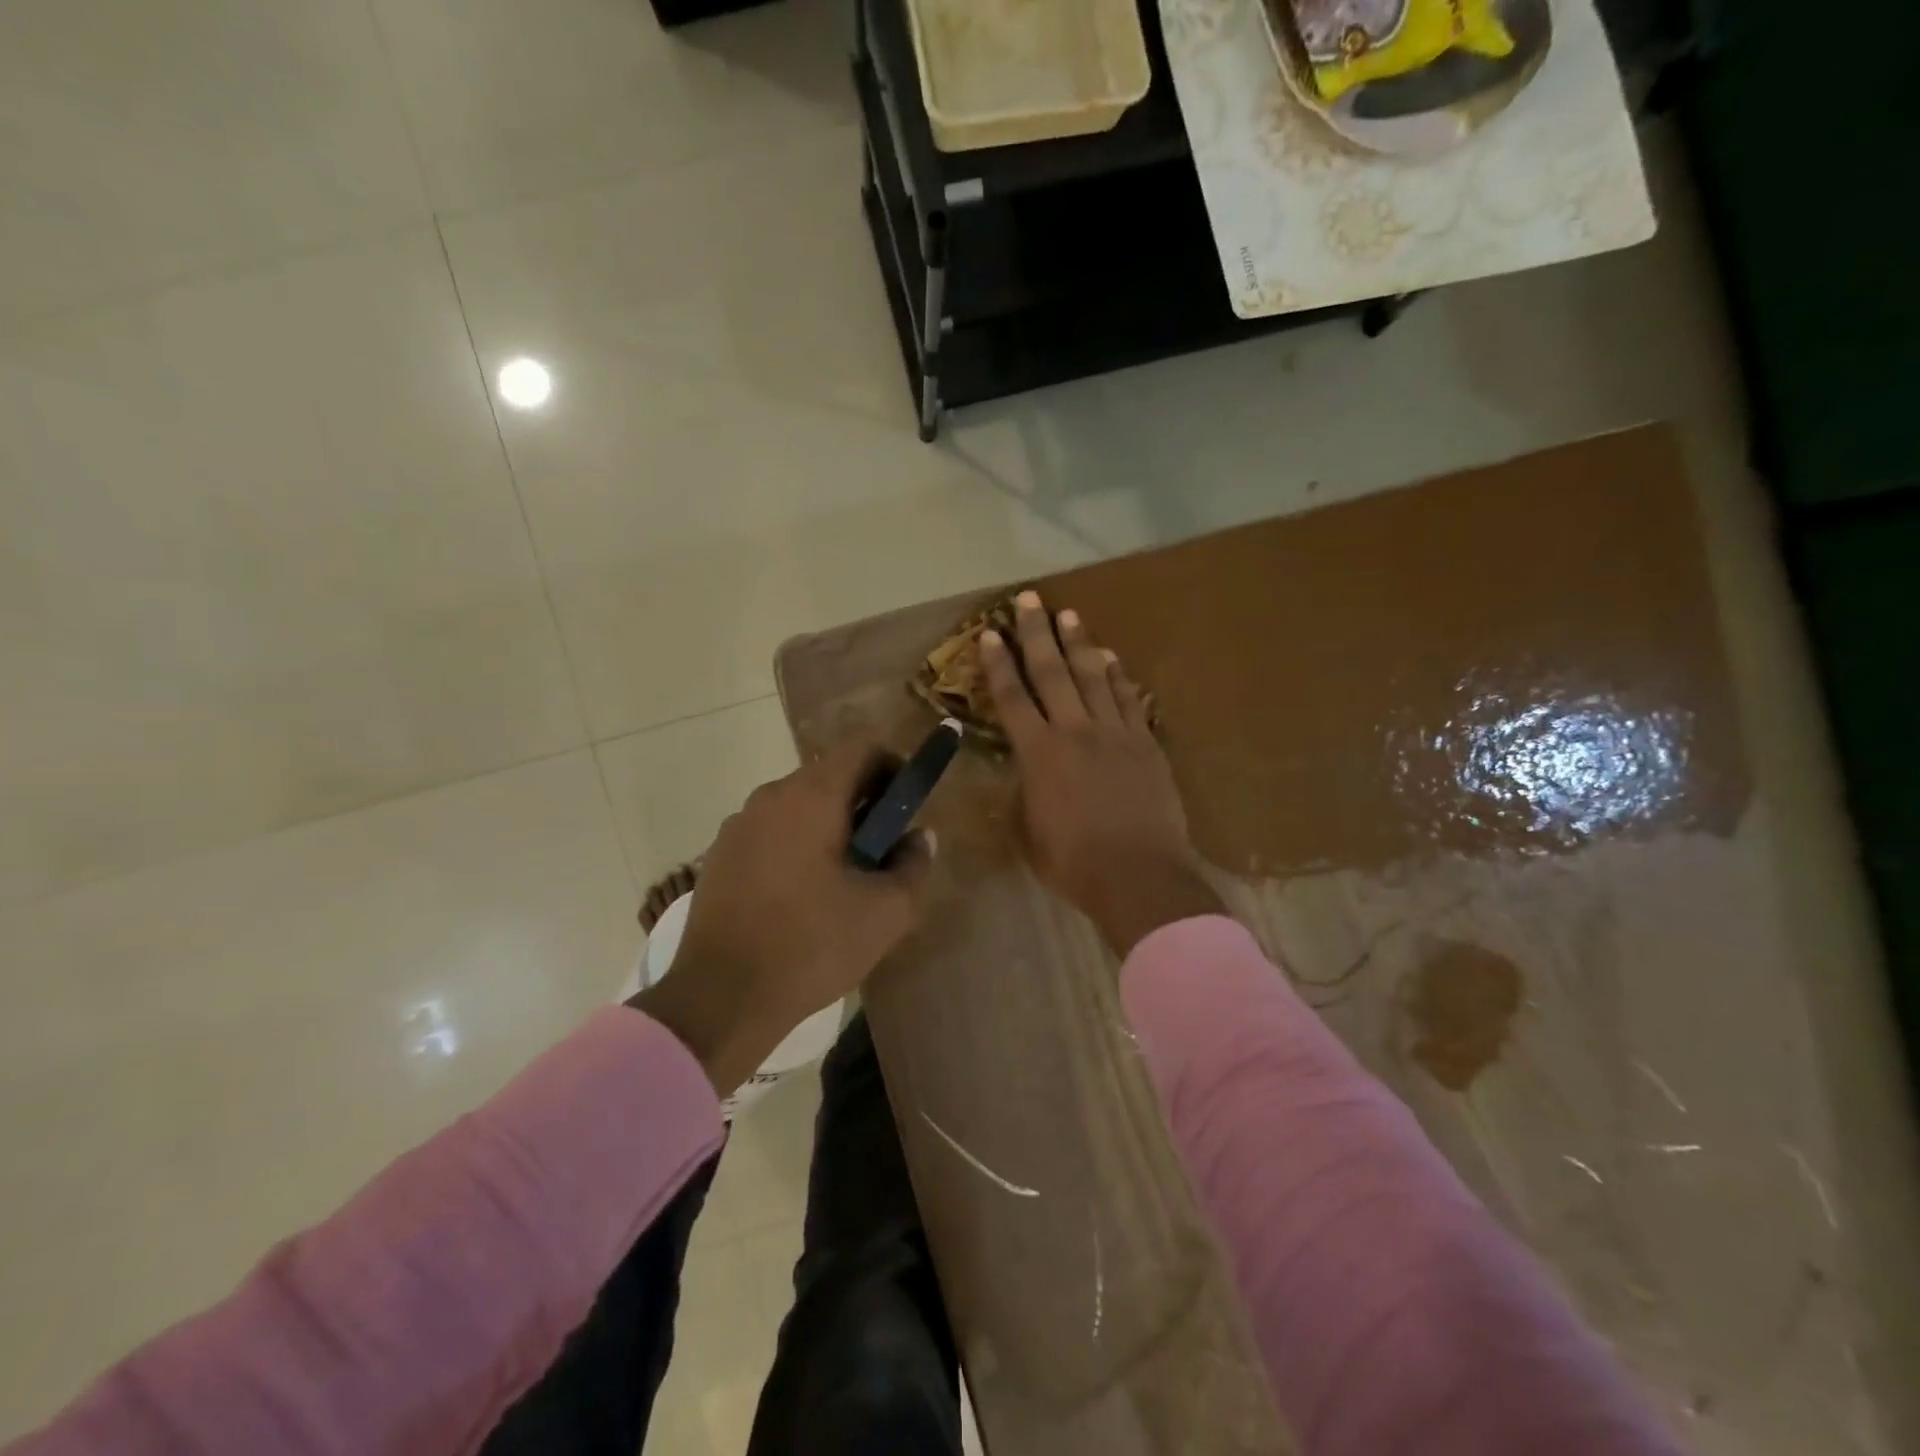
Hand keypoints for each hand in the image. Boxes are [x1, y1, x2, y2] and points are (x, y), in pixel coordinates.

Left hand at [630, 741, 929, 1095]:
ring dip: (829, 826)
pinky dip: (796, 847)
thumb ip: (913, 865)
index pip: (862, 749)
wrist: (720, 999)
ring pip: (798, 807)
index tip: (908, 806)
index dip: (894, 768)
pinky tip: (803, 897)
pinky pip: (770, 834)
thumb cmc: (811, 945)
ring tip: (845, 879)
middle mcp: (769, 797)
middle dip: (864, 803)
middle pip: (829, 776)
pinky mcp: (719, 857)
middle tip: (884, 850)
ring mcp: (738, 826)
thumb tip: (920, 837)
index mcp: (811, 797)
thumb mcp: (884, 912)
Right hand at [981, 591, 1223, 956]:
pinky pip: (1129, 701)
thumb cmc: (1074, 864)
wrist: (1140, 876)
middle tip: (1030, 600)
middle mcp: (1075, 732)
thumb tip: (1024, 775)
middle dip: (1037, 634)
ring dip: (1079, 644)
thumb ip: (1024, 795)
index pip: (1012, 699)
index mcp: (1039, 755)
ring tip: (1069, 616)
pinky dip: (1118, 677)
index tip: (990, 634)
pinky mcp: (1146, 744)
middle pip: (1052, 673)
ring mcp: (1115, 734)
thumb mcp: (1030, 833)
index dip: (999, 665)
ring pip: (1093, 678)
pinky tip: (1111, 660)